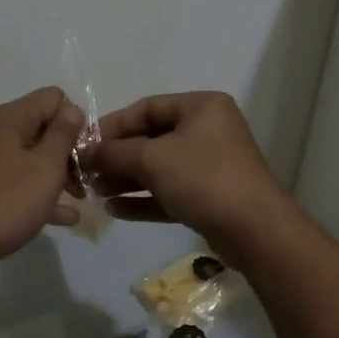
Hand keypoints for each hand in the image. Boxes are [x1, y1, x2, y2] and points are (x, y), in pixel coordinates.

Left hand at [0, 87, 85, 274]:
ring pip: (32, 157)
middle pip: (43, 128)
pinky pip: (18, 182)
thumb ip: (63, 134)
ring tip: (80, 198)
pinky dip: (39, 193)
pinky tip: (63, 218)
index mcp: (11, 118)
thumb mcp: (46, 166)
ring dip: (58, 174)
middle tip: (87, 179)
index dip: (75, 120)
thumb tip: (72, 109)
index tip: (87, 150)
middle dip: (69, 150)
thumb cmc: (6, 201)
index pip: (53, 98)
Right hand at [86, 92, 290, 255]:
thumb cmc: (204, 178)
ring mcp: (210, 165)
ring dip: (126, 179)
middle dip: (117, 156)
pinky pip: (169, 192)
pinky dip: (143, 199)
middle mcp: (207, 130)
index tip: (84, 144)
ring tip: (94, 193)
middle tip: (86, 172)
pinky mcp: (209, 197)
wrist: (254, 230)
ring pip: (159, 168)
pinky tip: (114, 210)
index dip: (113, 125)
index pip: (147, 108)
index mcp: (201, 107)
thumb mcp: (152, 159)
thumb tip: (85, 152)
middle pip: (151, 138)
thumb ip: (115, 152)